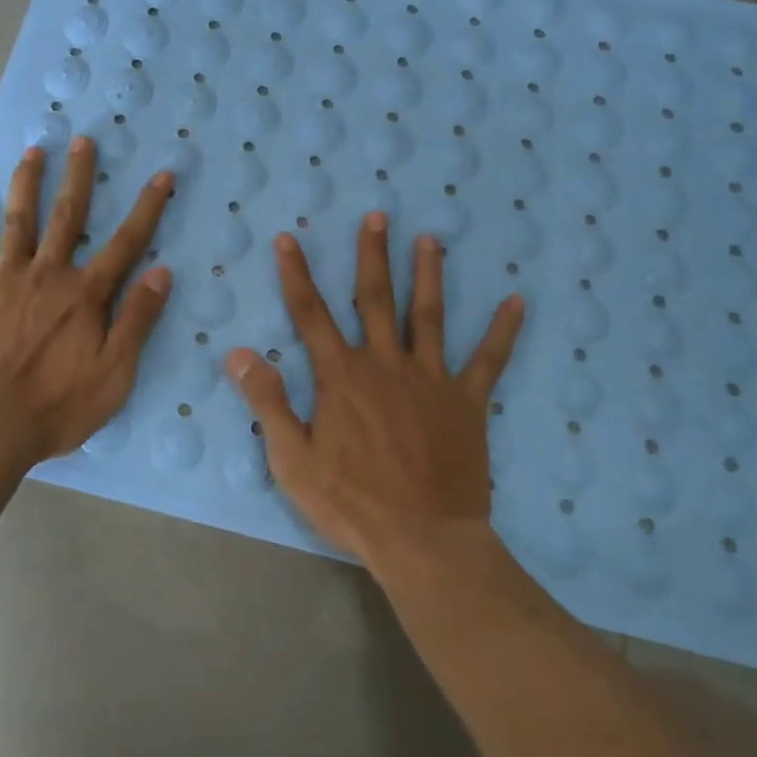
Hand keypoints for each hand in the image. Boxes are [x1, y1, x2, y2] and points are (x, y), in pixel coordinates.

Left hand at [0, 138, 172, 459]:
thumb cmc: (58, 405)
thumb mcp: (115, 373)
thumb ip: (137, 319)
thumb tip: (162, 272)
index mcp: (86, 294)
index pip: (127, 242)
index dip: (148, 207)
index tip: (162, 175)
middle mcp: (48, 274)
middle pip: (67, 215)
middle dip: (79, 176)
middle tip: (82, 140)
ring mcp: (6, 280)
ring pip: (19, 220)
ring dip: (28, 183)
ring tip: (34, 150)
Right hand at [224, 212, 523, 567]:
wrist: (423, 541)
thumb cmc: (352, 503)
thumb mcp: (293, 459)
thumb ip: (267, 401)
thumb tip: (239, 352)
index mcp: (342, 376)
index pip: (311, 313)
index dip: (296, 274)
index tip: (288, 239)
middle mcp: (385, 364)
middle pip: (375, 298)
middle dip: (372, 254)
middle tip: (377, 215)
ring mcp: (430, 379)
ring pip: (428, 315)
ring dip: (427, 274)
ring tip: (430, 239)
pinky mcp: (467, 402)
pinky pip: (488, 360)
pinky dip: (502, 330)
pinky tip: (517, 300)